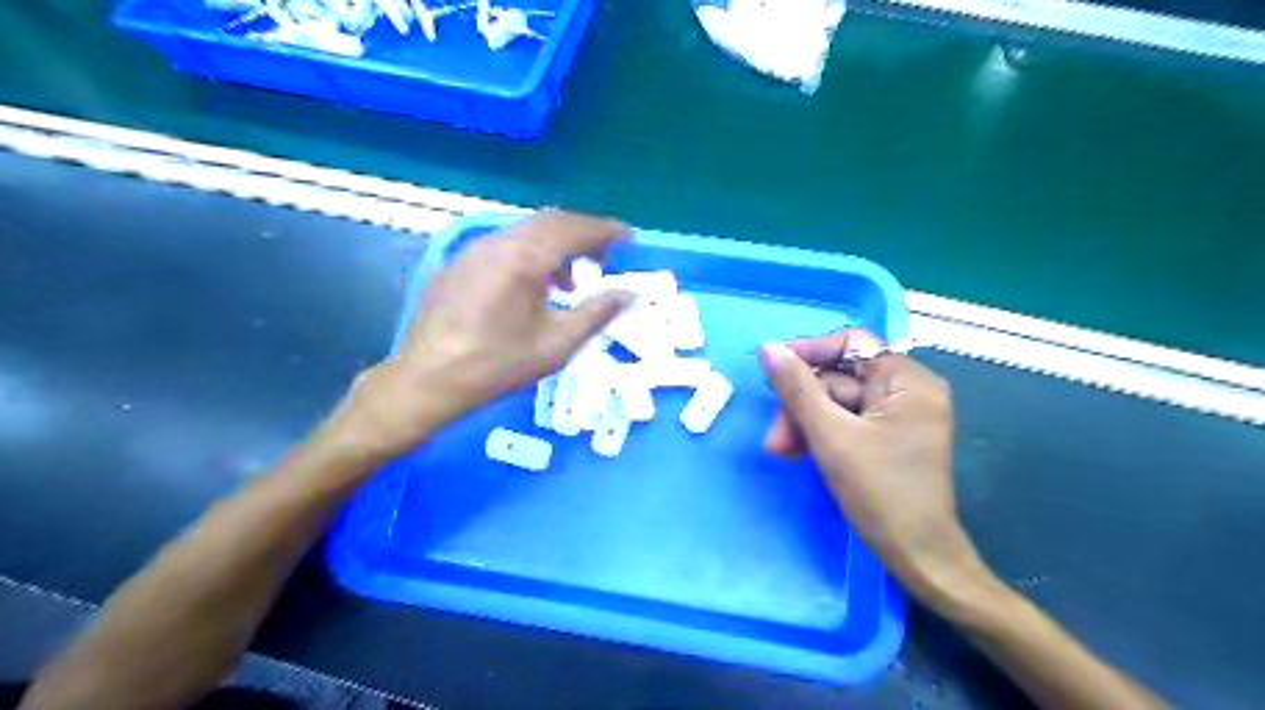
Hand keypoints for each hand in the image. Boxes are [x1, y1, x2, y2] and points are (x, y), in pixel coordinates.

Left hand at [327, 208, 629, 457]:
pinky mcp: (460, 261)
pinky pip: (506, 244)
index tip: (628, 238)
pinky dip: (531, 253)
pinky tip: (534, 286)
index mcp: (525, 258)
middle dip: (582, 234)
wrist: (428, 379)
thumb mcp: (557, 344)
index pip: (575, 230)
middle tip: (604, 259)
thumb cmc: (497, 364)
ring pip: (526, 231)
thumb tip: (629, 293)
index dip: (606, 231)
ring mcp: (475, 249)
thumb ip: (596, 313)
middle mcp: (499, 242)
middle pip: (551, 222)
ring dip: (556, 245)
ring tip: (570, 282)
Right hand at [759, 326, 986, 603]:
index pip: (852, 343)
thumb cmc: (880, 492)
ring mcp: (898, 415)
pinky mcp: (888, 437)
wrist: (918, 557)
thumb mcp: (830, 435)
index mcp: (908, 380)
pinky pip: (846, 422)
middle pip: (839, 378)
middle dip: (801, 404)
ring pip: (837, 403)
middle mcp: (907, 390)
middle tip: (775, 437)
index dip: (809, 351)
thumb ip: (796, 388)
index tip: (772, 368)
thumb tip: (767, 348)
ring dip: (805, 423)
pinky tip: (799, 453)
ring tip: (781, 452)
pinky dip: (820, 434)